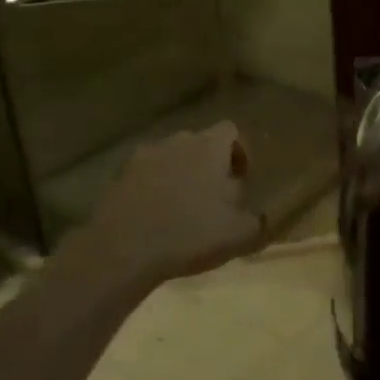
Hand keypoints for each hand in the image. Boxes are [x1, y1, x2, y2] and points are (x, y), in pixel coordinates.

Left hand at [75, 122, 264, 296]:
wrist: (123, 249)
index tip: (241, 179)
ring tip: (182, 210)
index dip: (239, 152)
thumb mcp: (239, 235)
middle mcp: (177, 141)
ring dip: (180, 176)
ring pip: (171, 158)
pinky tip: (155, 217)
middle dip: (209, 166)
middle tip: (214, 199)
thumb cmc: (189, 234)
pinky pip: (146, 175)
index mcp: (209, 146)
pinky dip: (154, 188)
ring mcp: (144, 155)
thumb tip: (260, 217)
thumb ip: (257, 221)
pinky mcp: (119, 175)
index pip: (231, 131)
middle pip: (200, 144)